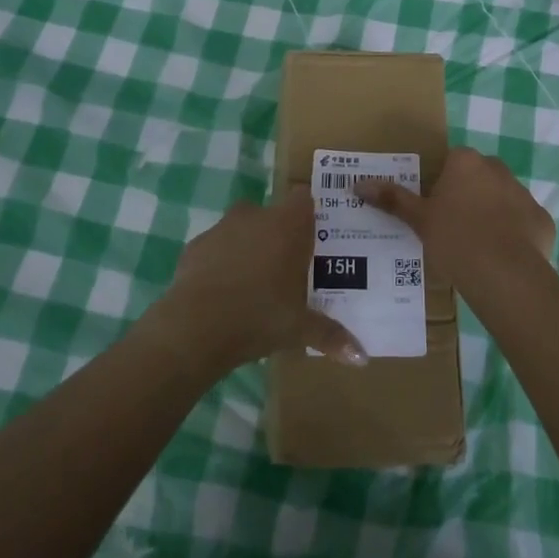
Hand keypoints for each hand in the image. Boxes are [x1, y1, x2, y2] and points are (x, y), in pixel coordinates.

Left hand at [148, 187, 366, 376]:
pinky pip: (215, 247)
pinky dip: (220, 262)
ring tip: (254, 281)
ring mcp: (222, 227)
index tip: (312, 235)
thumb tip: (363, 358)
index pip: (303, 199)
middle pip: (272, 213)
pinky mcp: (195, 245)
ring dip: (248, 246)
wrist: (196, 326)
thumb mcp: (300, 329)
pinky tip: (222, 291)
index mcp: (288, 225)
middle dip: (278, 233)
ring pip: (241, 228)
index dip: (307, 213)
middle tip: (286, 265)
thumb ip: (332, 335)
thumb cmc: (260, 316)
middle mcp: (256, 216)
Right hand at [357, 148, 555, 304]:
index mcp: (466, 162)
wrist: (505, 274)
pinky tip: (502, 258)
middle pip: (478, 177)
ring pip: (502, 198)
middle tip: (453, 228)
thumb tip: (357, 184)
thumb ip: (392, 199)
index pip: (452, 162)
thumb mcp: (419, 219)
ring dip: (492, 214)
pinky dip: (514, 235)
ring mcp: (524, 193)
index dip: (442, 185)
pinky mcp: (542, 219)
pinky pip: (523, 223)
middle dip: (468, 196)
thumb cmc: (455, 239)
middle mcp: (498, 168)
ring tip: (477, 247)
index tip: (436, 209)